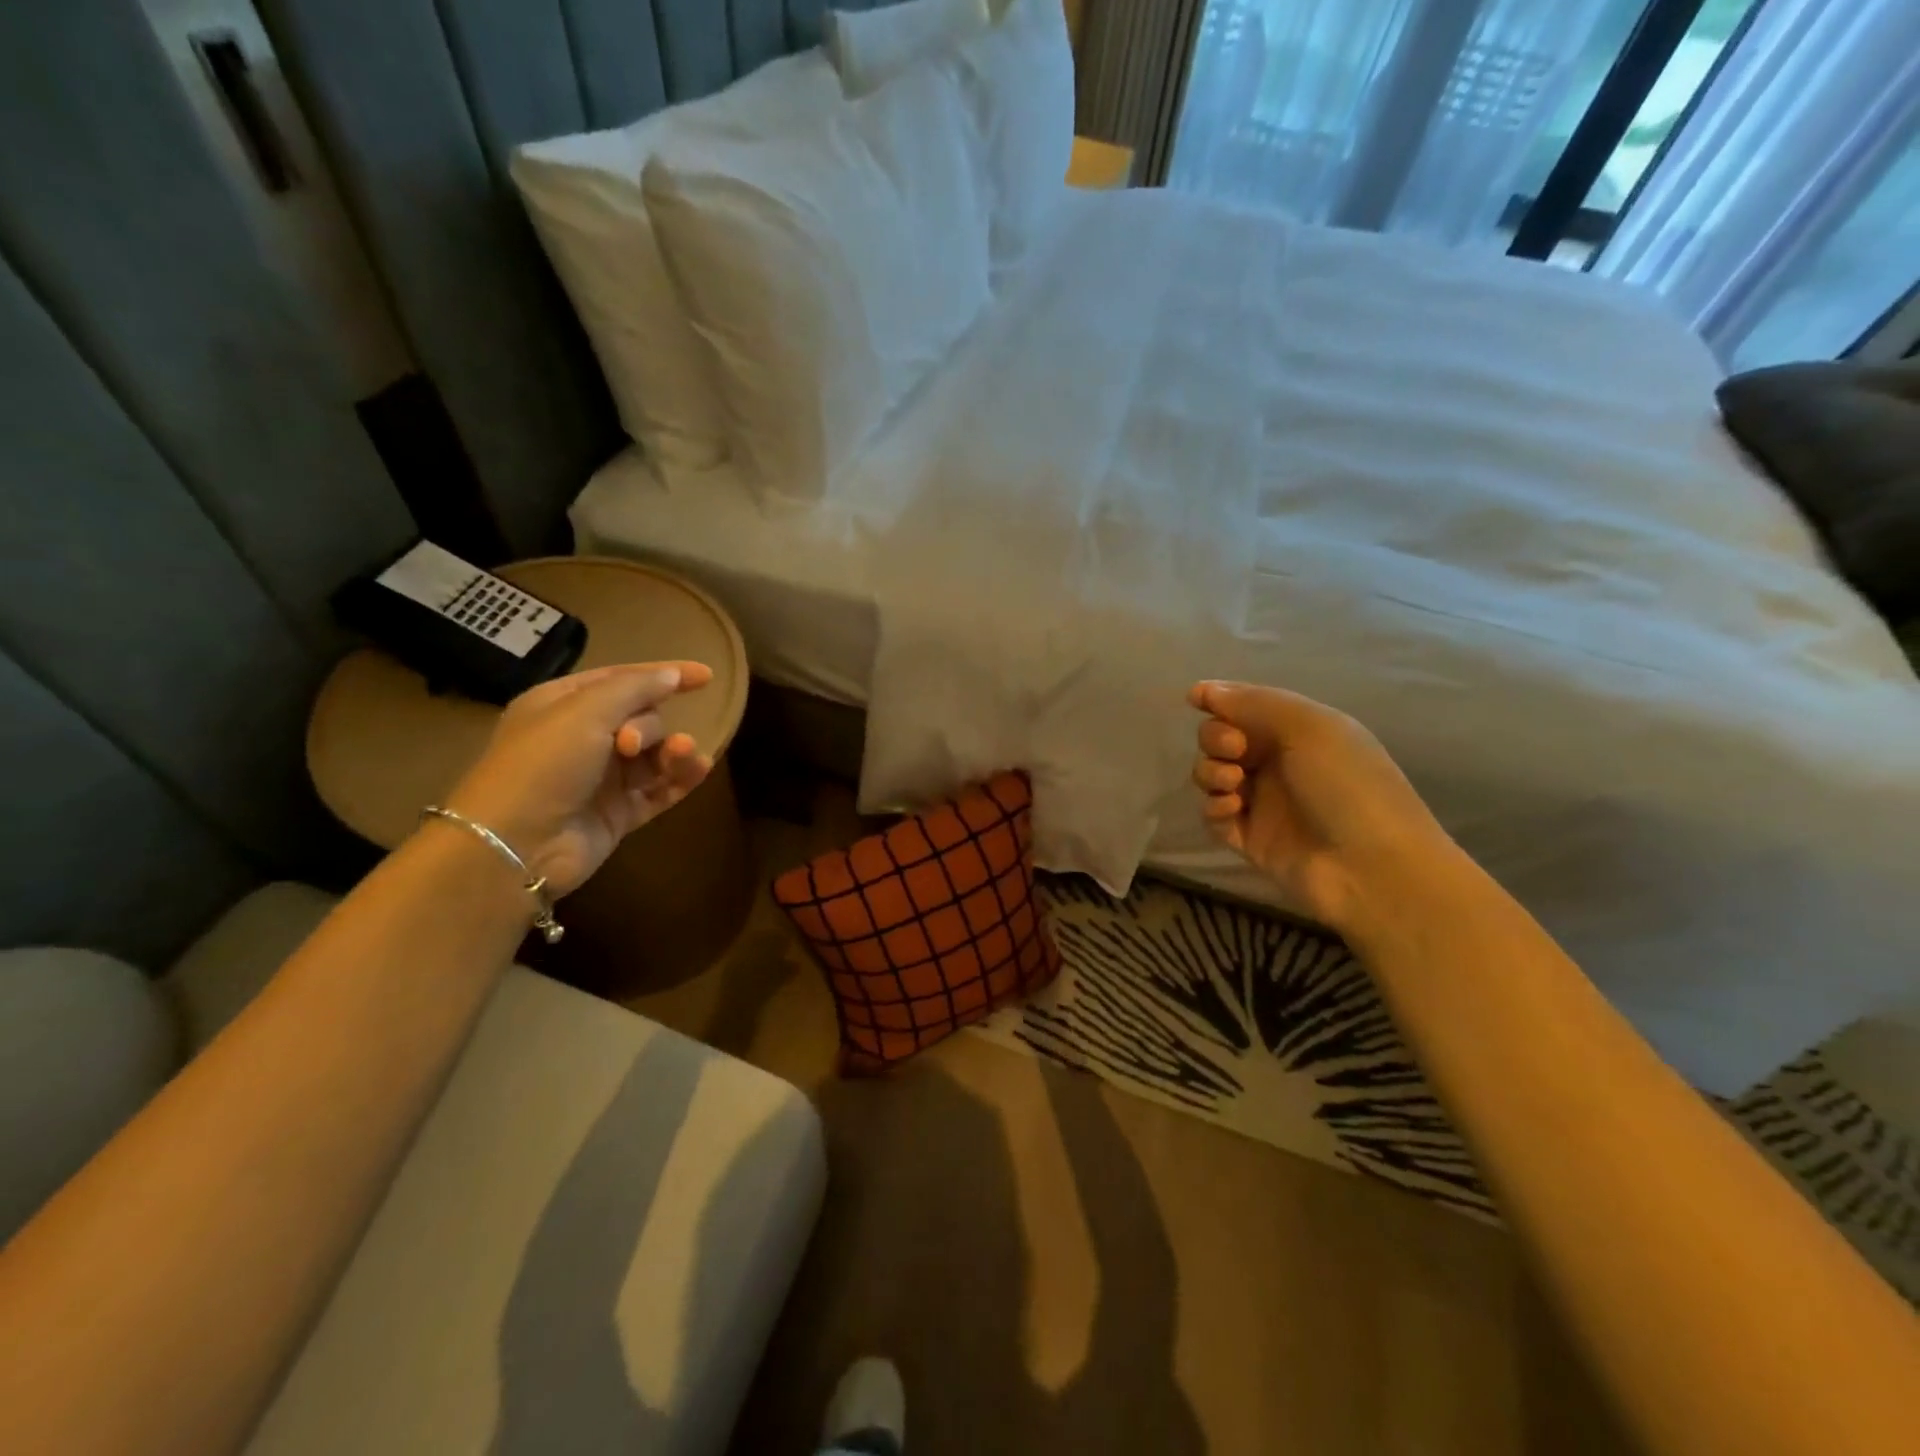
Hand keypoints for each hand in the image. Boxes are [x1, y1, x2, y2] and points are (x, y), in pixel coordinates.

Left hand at [440, 662, 714, 896]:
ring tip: (684, 756)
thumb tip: (672, 675)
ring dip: (675, 751)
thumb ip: (635, 688)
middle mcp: (583, 739)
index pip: (622, 679)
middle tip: (632, 746)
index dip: (664, 675)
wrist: (516, 845)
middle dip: (651, 727)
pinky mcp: (618, 813)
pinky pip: (660, 790)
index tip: (707, 676)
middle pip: (642, 718)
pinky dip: (681, 779)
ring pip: (655, 755)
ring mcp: (602, 779)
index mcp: (562, 705)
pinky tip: (699, 770)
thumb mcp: (586, 712)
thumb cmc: (543, 765)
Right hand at [1188, 680, 1455, 932]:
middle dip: (1216, 738)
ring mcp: (1262, 802)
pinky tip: (1232, 810)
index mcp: (1298, 730)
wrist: (1373, 868)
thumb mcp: (1309, 727)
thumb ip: (1252, 703)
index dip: (1219, 700)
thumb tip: (1202, 689)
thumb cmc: (1348, 785)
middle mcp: (1277, 762)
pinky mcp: (1248, 838)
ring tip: (1234, 784)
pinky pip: (1213, 814)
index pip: (1247, 706)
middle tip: (1235, 751)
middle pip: (1221, 738)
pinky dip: (1214, 807)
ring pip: (1211, 775)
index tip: (1196, 700)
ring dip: (1211, 772)